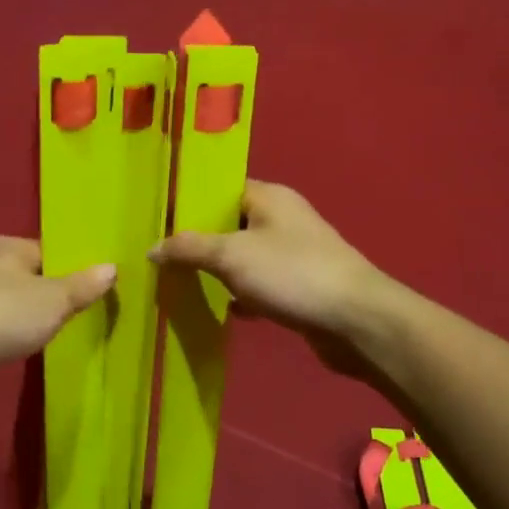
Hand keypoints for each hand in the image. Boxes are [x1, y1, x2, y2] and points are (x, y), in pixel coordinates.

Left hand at [0, 237, 114, 391]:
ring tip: (2, 314)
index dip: (57, 269)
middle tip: (37, 303)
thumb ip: (83, 285)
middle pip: (5, 264)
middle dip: (16, 278)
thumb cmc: (7, 315)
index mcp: (6, 246)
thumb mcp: (57, 301)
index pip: (40, 250)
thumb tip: (111, 267)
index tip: (70, 291)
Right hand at [149, 182, 394, 372]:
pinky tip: (224, 310)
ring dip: (219, 271)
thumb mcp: (232, 255)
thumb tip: (152, 248)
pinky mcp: (300, 286)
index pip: (220, 189)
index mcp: (269, 197)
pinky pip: (261, 285)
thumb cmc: (292, 274)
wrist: (356, 320)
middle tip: (160, 256)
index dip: (189, 202)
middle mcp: (282, 219)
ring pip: (245, 257)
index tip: (156, 220)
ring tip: (180, 282)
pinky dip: (243, 296)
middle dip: (198, 241)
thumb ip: (189, 248)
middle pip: (230, 224)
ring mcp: (294, 254)